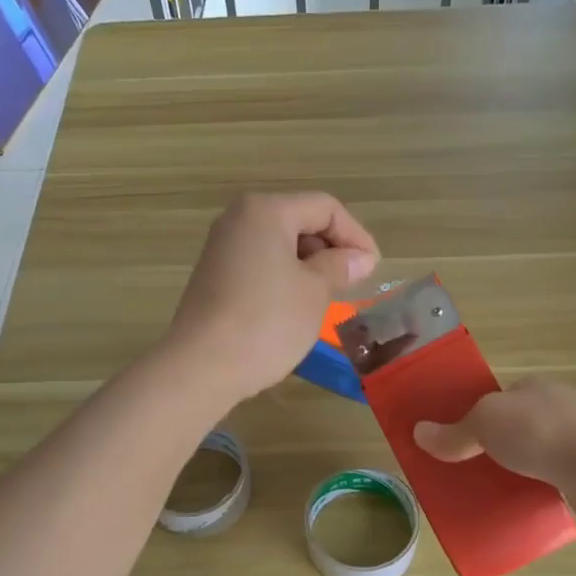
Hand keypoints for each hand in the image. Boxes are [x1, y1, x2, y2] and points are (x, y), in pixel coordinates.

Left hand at [165, 192, 379, 403]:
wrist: (201, 367)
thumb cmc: (266, 323)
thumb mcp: (314, 292)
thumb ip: (339, 267)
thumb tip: (360, 259)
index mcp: (265, 210)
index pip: (325, 208)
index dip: (355, 235)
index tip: (373, 269)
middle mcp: (238, 219)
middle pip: (299, 220)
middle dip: (331, 248)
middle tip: (352, 284)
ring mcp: (221, 248)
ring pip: (279, 244)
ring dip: (309, 265)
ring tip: (328, 297)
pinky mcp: (213, 275)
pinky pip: (259, 264)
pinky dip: (284, 277)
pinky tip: (295, 306)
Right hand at [414, 378, 575, 517]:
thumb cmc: (540, 432)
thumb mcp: (484, 424)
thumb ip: (453, 433)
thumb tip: (418, 433)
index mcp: (535, 387)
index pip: (500, 397)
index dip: (479, 415)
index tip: (462, 439)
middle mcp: (561, 406)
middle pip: (519, 424)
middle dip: (500, 444)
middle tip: (473, 468)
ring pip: (540, 452)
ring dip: (521, 468)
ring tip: (496, 489)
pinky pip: (557, 478)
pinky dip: (542, 488)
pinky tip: (527, 502)